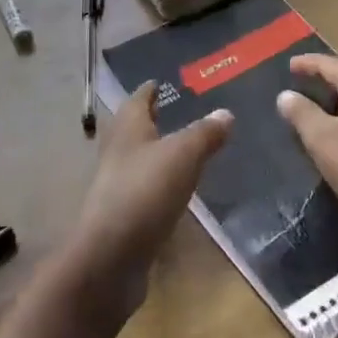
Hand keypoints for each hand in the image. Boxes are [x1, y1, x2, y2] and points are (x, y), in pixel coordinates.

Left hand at [52, 82, 232, 331]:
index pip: (138, 99)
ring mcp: (117, 184)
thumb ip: (204, 133)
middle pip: (133, 128)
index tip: (162, 81)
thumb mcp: (183, 156)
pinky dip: (159, 182)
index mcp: (128, 128)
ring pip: (138, 158)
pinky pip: (144, 188)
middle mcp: (118, 151)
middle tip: (176, 111)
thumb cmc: (145, 192)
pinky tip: (176, 189)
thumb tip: (226, 113)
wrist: (111, 256)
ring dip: (156, 151)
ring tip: (182, 148)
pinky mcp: (123, 214)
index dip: (150, 89)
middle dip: (152, 119)